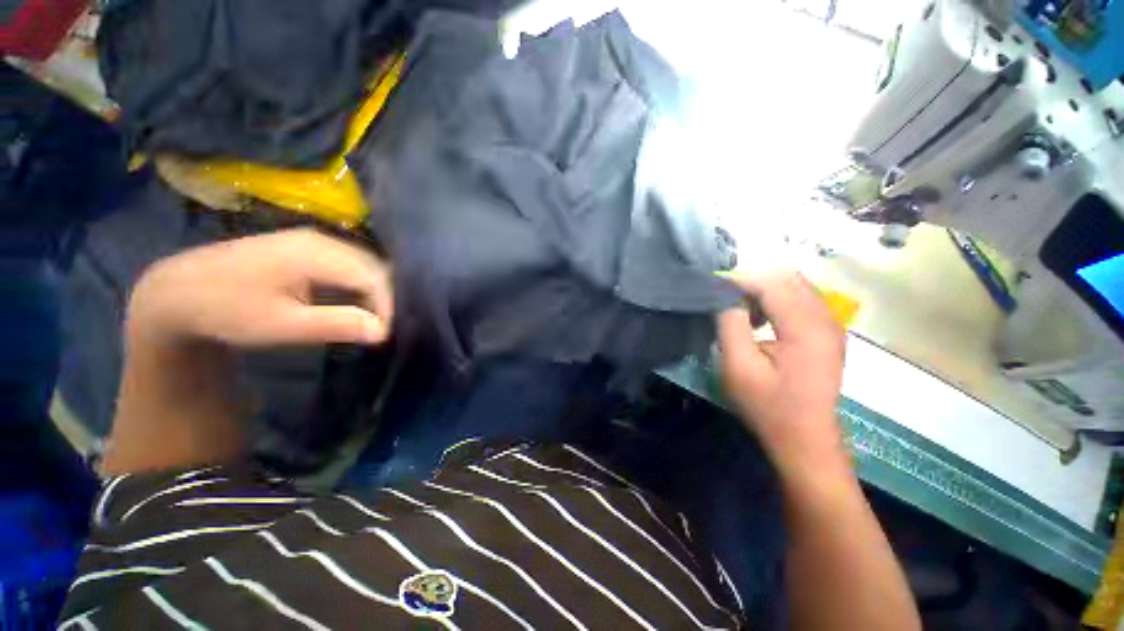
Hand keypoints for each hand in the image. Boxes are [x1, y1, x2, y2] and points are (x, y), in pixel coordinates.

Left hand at [128, 229, 393, 347]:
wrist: (178, 291)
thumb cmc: (228, 310)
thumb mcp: (281, 325)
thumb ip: (336, 324)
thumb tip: (382, 331)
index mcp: (315, 253)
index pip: (372, 277)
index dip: (386, 306)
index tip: (384, 335)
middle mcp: (320, 239)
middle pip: (372, 267)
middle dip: (384, 299)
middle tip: (380, 329)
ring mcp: (312, 240)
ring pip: (362, 264)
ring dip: (372, 292)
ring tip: (371, 319)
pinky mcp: (305, 247)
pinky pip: (347, 264)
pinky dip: (357, 285)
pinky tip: (352, 303)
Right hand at [717, 272, 847, 475]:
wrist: (805, 439)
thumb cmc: (768, 406)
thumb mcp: (739, 366)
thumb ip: (730, 324)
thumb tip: (724, 296)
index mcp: (806, 327)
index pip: (770, 282)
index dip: (738, 281)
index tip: (712, 290)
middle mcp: (825, 318)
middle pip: (787, 278)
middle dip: (752, 283)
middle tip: (726, 303)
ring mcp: (831, 324)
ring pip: (795, 285)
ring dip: (764, 291)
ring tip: (741, 313)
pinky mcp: (828, 332)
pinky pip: (801, 300)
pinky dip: (777, 301)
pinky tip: (761, 321)